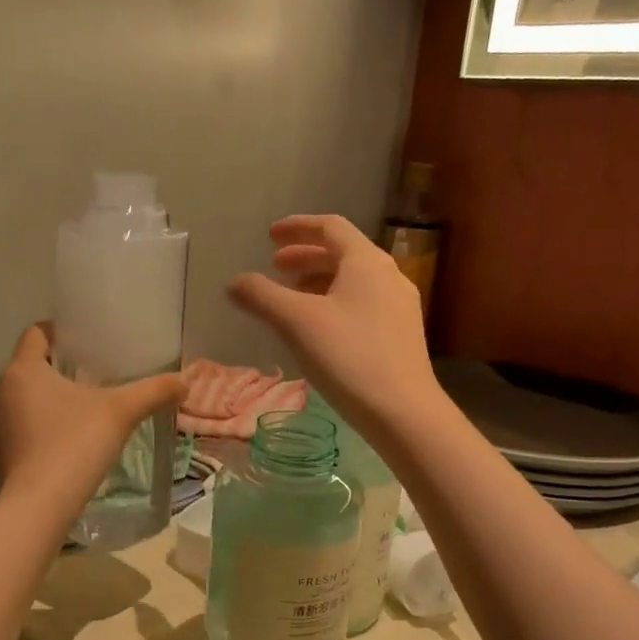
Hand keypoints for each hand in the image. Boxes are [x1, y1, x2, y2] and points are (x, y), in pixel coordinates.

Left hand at [0, 324, 186, 514]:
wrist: (38, 506)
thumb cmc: (75, 445)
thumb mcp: (121, 412)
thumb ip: (153, 391)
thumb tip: (185, 380)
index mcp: (23, 370)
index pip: (36, 334)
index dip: (59, 333)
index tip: (84, 343)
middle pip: (28, 367)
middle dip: (56, 369)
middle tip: (90, 377)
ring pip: (19, 399)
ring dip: (43, 400)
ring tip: (77, 410)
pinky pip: (16, 428)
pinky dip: (35, 428)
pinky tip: (61, 442)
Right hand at [228, 215, 441, 439]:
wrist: (403, 412)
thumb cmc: (348, 357)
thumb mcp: (296, 323)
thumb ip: (262, 296)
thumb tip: (234, 282)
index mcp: (366, 261)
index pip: (330, 227)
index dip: (297, 227)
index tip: (270, 236)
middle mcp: (388, 275)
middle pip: (343, 253)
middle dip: (306, 257)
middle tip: (275, 268)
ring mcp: (399, 306)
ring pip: (353, 281)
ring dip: (319, 282)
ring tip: (291, 300)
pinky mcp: (402, 334)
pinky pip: (363, 304)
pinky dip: (335, 303)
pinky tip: (319, 330)